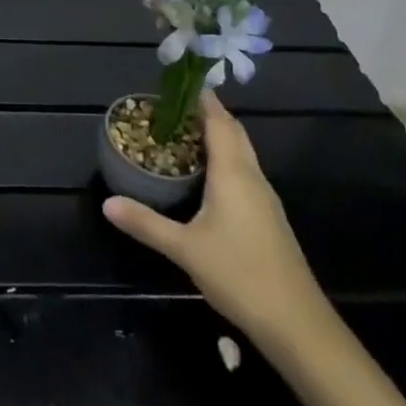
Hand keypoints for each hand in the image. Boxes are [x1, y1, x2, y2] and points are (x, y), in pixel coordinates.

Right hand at [102, 89, 325, 343]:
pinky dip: (226, 159)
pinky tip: (207, 176)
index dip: (202, 98)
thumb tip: (107, 204)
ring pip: (242, 152)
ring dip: (218, 135)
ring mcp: (264, 198)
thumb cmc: (240, 274)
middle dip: (208, 113)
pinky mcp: (269, 218)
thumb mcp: (185, 249)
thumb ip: (146, 223)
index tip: (180, 81)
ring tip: (185, 133)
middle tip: (175, 105)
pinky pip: (245, 171)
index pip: (218, 121)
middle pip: (233, 132)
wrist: (298, 324)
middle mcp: (252, 177)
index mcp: (233, 173)